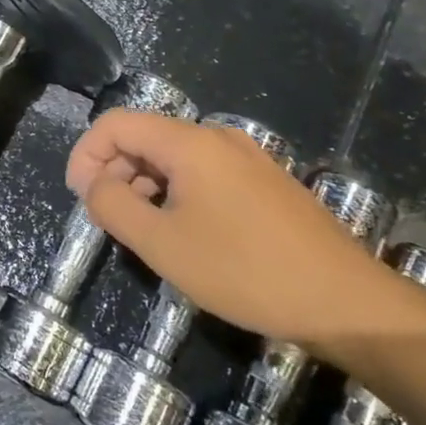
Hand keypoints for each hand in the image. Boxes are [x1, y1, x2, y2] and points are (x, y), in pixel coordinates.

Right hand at [66, 111, 415, 362]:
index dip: (86, 154)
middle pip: (146, 136)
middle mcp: (217, 136)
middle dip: (115, 170)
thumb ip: (113, 206)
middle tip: (108, 219)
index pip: (117, 123)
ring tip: (144, 230)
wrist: (345, 301)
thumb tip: (93, 184)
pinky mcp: (265, 180)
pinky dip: (177, 191)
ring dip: (146, 183)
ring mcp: (247, 156)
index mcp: (189, 142)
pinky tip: (185, 231)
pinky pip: (205, 171)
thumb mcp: (163, 244)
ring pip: (175, 155)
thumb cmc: (244, 271)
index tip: (80, 197)